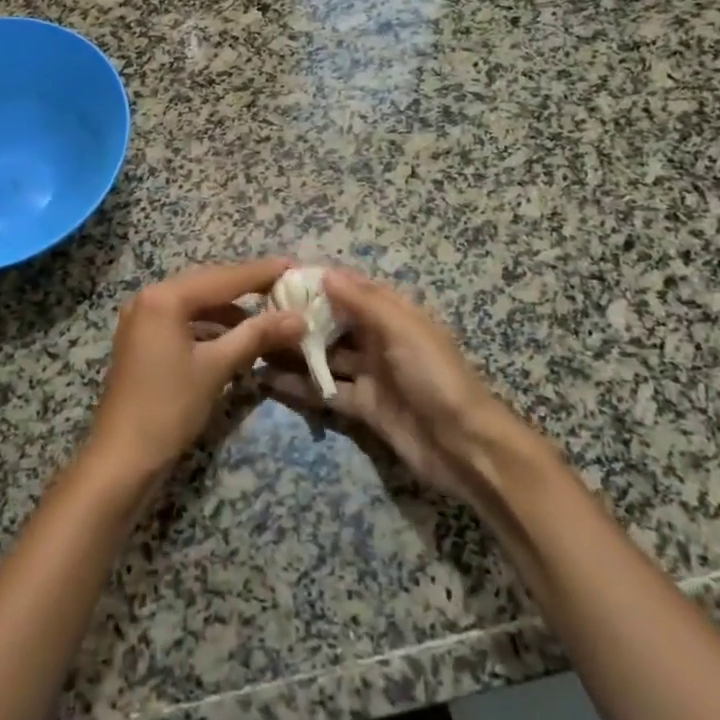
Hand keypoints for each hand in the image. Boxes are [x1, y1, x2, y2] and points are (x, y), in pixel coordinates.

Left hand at [86, 259, 306, 482]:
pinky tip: (238, 335)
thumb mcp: (216, 367)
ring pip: (197, 302)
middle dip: (249, 286)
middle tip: (288, 286)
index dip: (263, 272)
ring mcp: (143, 319)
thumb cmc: (168, 408)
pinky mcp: (144, 339)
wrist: (122, 458)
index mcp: (164, 297)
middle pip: (209, 284)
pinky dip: (213, 325)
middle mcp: (150, 298)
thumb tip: (300, 318)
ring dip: (232, 308)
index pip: (224, 277)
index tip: (297, 266)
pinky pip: (186, 320)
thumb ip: (257, 336)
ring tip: (270, 313)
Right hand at [258, 268, 515, 501]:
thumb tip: (325, 274)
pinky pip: (326, 390)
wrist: (464, 446)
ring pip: (326, 357)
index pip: (353, 290)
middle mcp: (380, 340)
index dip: (322, 283)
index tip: (283, 278)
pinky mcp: (363, 407)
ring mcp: (370, 374)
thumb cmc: (435, 376)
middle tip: (259, 312)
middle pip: (336, 323)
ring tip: (255, 343)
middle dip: (302, 317)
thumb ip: (363, 303)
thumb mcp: (403, 330)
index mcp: (395, 315)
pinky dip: (300, 386)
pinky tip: (268, 379)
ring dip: (295, 351)